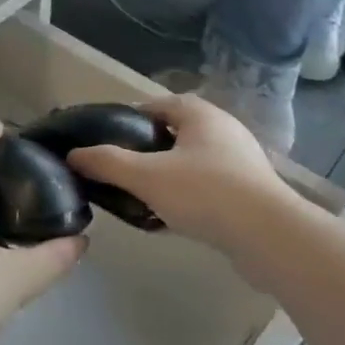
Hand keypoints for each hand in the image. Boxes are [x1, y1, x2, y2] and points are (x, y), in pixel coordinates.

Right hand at [68, 94, 300, 252]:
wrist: (271, 238)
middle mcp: (221, 129)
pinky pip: (206, 188)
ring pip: (188, 163)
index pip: (153, 105)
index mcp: (198, 114)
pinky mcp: (249, 192)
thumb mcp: (146, 177)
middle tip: (119, 172)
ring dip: (164, 178)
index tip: (104, 142)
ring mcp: (239, 161)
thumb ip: (107, 163)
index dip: (126, 121)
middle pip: (170, 134)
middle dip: (144, 152)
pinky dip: (185, 198)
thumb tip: (73, 155)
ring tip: (139, 198)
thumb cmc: (205, 193)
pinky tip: (167, 220)